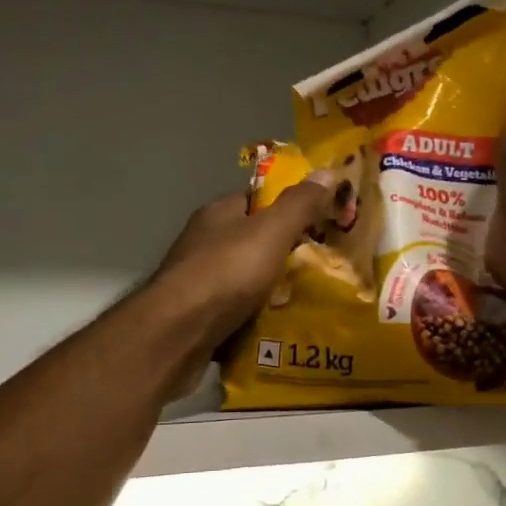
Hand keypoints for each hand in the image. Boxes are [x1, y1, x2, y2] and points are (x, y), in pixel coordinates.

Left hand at [150, 173, 335, 348]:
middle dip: (287, 253)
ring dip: (273, 290)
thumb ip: (299, 204)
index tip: (322, 222)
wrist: (176, 333)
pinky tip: (282, 327)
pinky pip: (238, 311)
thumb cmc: (225, 272)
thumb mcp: (271, 231)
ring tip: (312, 301)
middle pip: (255, 241)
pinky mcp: (198, 316)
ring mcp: (199, 281)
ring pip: (247, 279)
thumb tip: (328, 171)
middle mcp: (205, 243)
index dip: (290, 207)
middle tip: (324, 266)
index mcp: (219, 214)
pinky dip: (258, 317)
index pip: (259, 200)